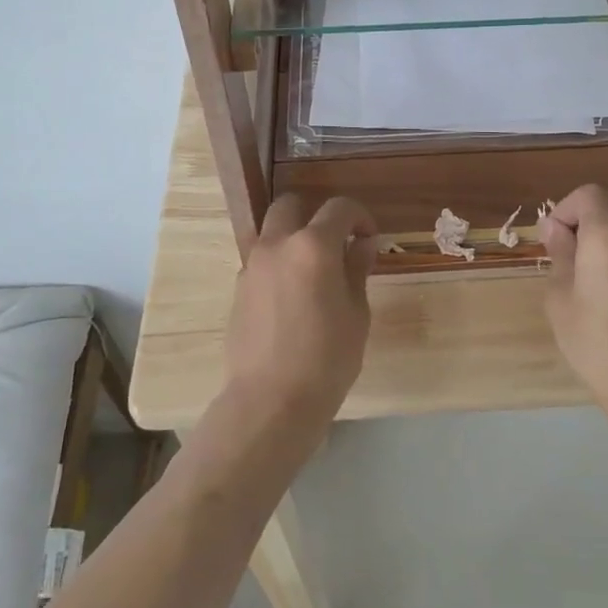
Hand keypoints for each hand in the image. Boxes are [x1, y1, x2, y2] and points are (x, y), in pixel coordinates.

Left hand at [222, 194, 376, 424]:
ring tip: (313, 274)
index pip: (339, 208)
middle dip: (315, 215)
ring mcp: (252, 266)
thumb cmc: (327, 359)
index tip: (369, 239)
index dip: (360, 217)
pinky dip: (278, 265)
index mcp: (313, 246)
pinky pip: (261, 262)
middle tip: (335, 244)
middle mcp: (277, 245)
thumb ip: (356, 270)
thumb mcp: (356, 314)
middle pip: (291, 205)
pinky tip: (292, 299)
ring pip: (271, 232)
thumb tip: (360, 245)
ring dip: (293, 239)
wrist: (270, 401)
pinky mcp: (238, 289)